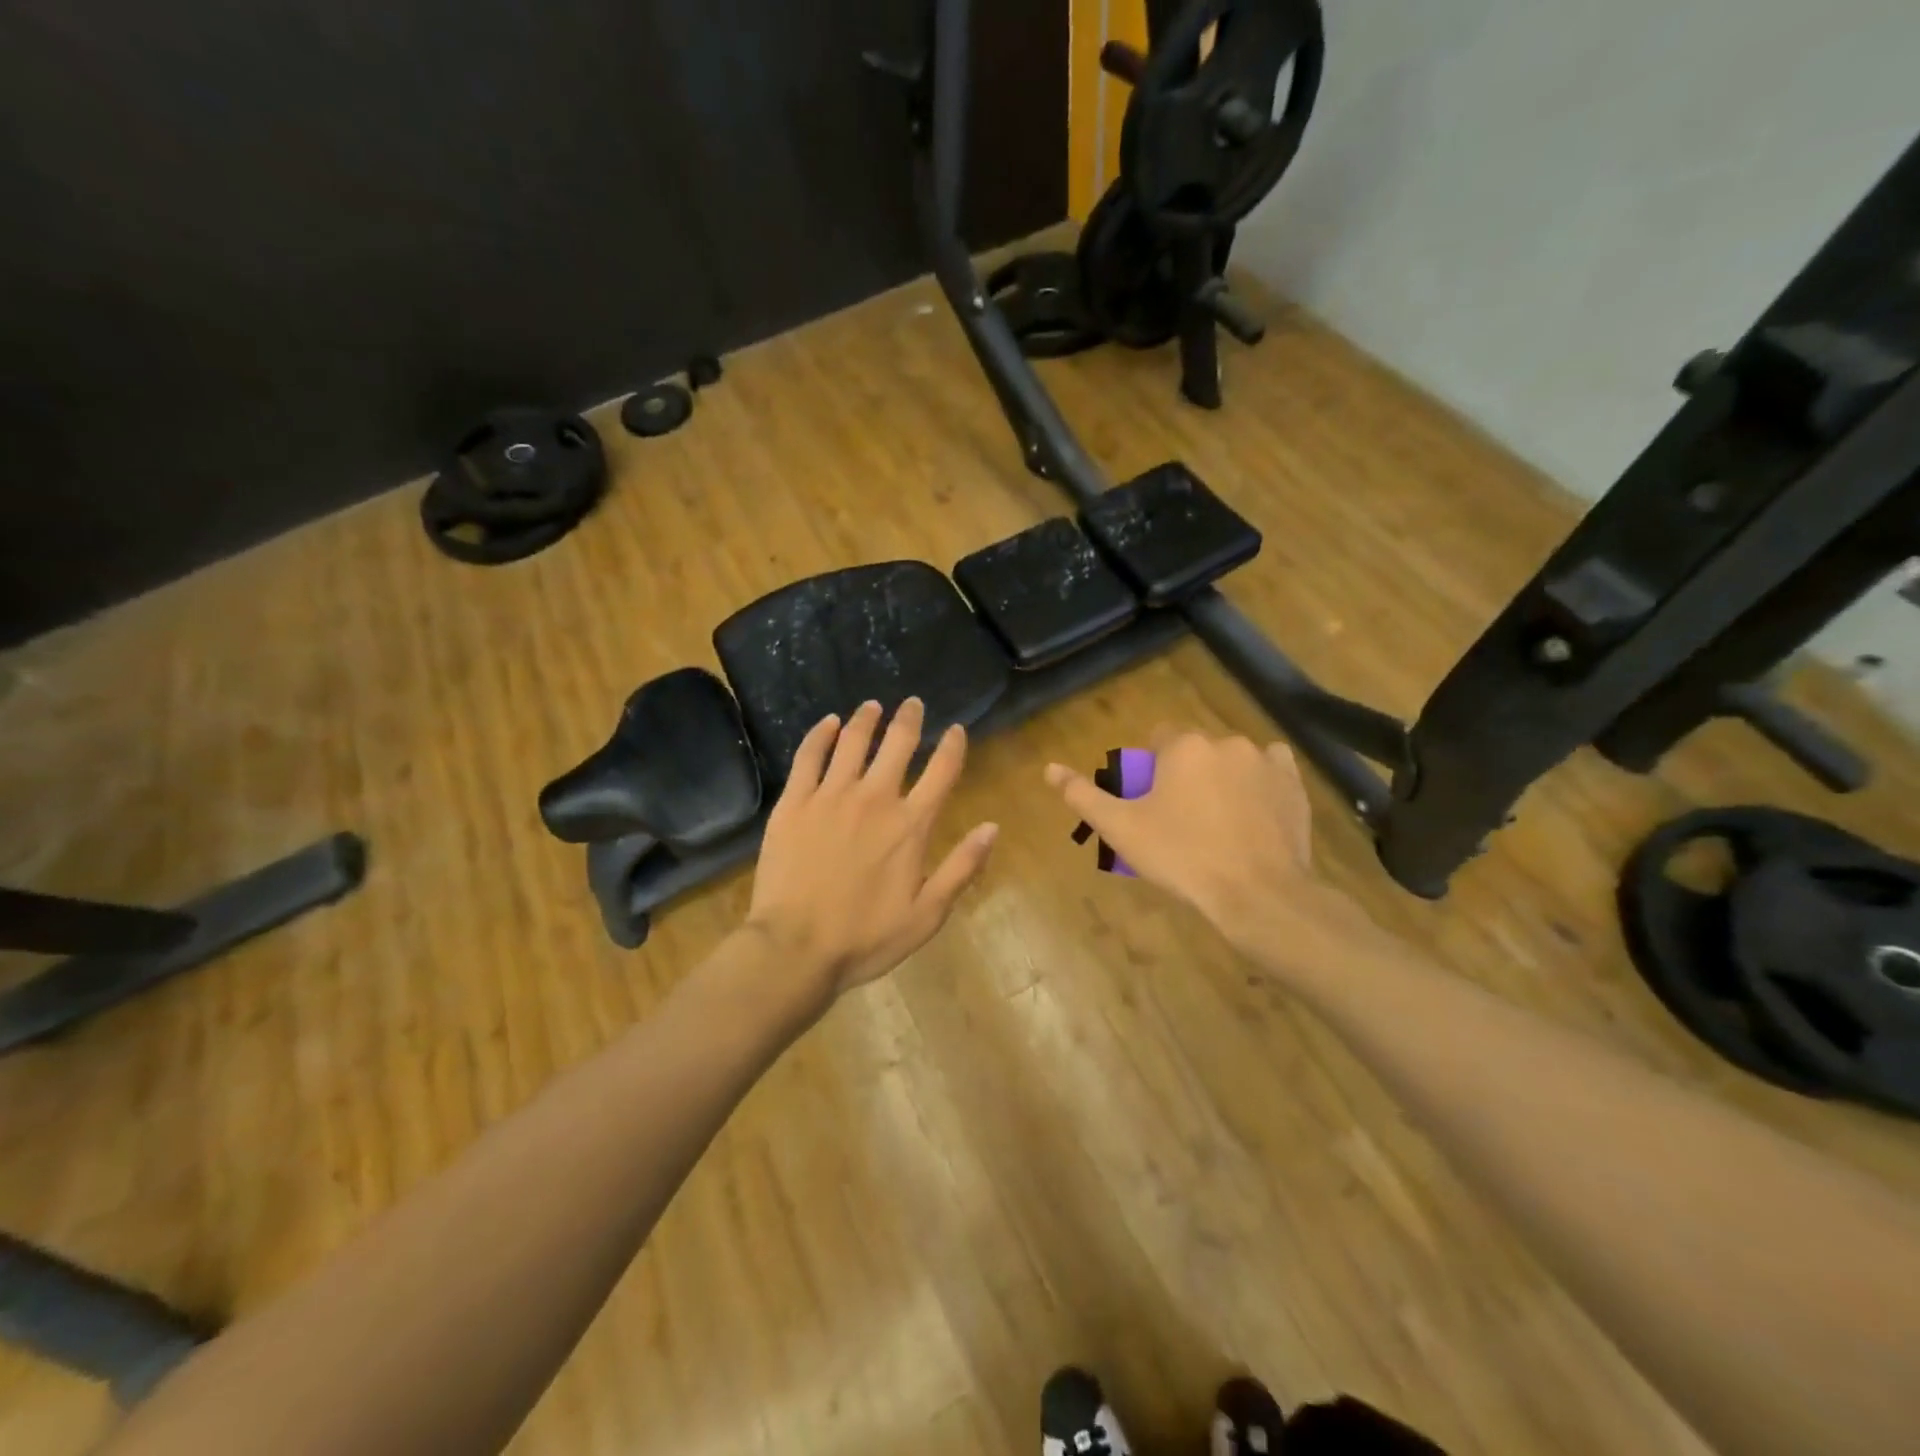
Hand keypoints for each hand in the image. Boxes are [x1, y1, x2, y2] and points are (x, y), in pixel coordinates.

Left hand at [747, 698, 998, 999]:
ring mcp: (830, 796)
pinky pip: (809, 756)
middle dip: (909, 719)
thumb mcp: (927, 914)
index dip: (953, 746)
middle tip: (912, 704)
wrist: (795, 948)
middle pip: (898, 744)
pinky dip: (821, 734)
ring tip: (873, 706)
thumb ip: (962, 868)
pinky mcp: (794, 802)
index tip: (957, 730)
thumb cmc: (865, 937)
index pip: (941, 772)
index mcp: (910, 825)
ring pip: (853, 742)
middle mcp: (874, 798)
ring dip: (867, 719)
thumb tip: (992, 828)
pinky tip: (829, 723)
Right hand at [1044, 728, 1359, 963]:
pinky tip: (1251, 812)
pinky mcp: (1293, 784)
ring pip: (1230, 760)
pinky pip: (1270, 769)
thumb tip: (1049, 768)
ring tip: (1217, 823)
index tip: (1151, 803)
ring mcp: (1265, 760)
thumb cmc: (1181, 856)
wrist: (1257, 893)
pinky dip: (1258, 783)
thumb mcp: (1121, 829)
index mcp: (1183, 746)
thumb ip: (1083, 795)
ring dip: (1220, 778)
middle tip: (1180, 820)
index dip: (1151, 769)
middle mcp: (1225, 741)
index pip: (1158, 739)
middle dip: (1185, 775)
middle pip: (1195, 750)